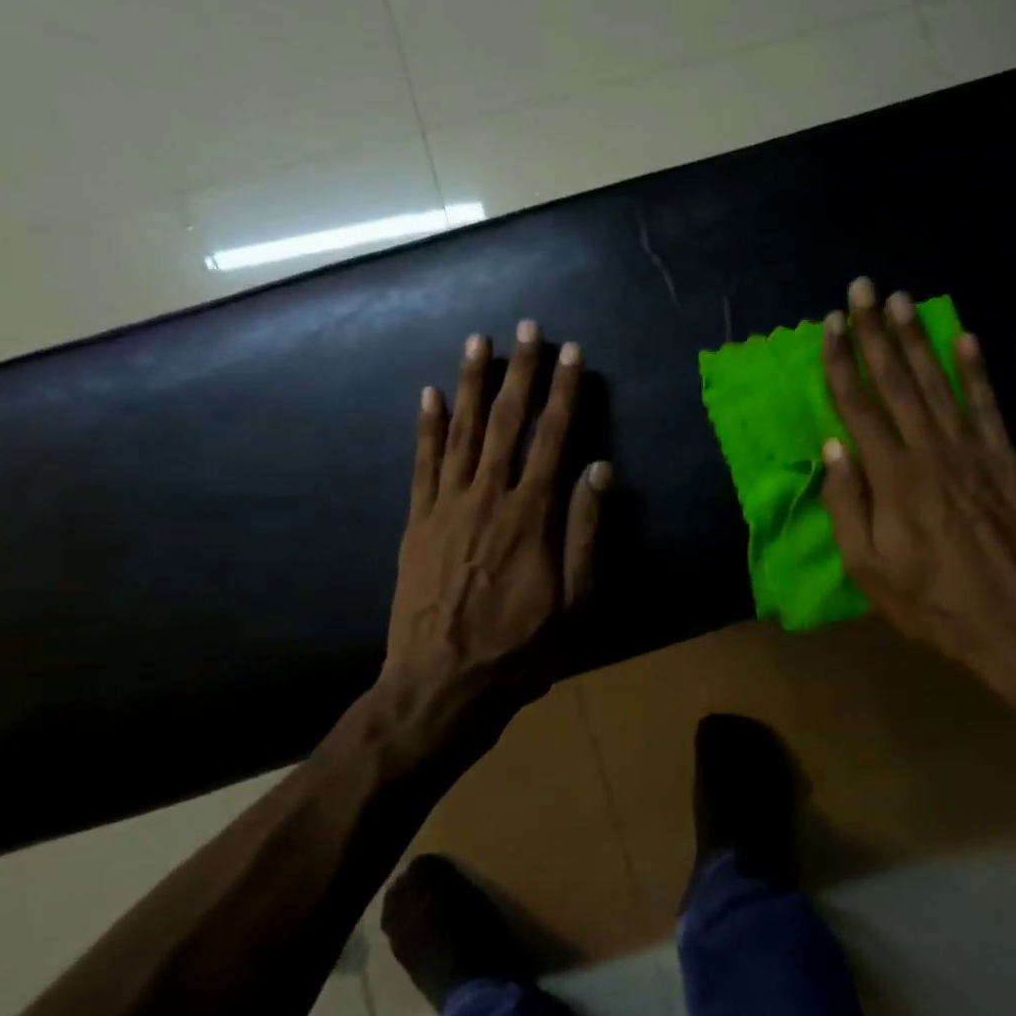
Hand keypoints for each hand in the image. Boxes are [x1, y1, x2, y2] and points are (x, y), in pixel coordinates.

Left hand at [378, 320, 609, 752]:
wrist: (439, 687)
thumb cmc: (519, 650)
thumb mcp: (573, 602)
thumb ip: (585, 532)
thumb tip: (599, 470)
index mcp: (531, 516)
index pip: (553, 438)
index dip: (566, 393)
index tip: (573, 354)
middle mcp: (488, 497)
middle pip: (506, 422)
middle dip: (519, 372)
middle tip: (526, 328)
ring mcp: (446, 507)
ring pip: (461, 432)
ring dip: (470, 383)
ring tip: (478, 341)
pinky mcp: (417, 523)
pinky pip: (422, 464)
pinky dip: (426, 427)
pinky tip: (428, 394)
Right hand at [819, 278, 1015, 702]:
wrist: (1013, 621)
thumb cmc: (928, 599)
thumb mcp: (867, 566)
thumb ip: (847, 503)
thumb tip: (832, 447)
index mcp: (892, 476)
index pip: (858, 405)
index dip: (843, 361)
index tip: (832, 324)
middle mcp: (930, 450)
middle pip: (897, 381)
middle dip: (876, 333)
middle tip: (863, 288)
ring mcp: (973, 450)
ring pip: (938, 382)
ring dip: (917, 338)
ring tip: (901, 299)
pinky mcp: (1006, 459)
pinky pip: (987, 405)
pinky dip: (975, 369)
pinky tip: (963, 337)